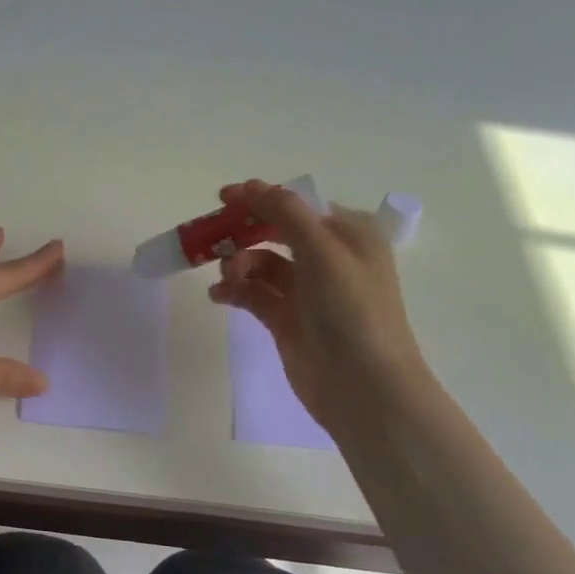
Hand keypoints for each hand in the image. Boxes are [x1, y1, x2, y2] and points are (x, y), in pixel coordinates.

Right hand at [207, 178, 430, 429]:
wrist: (364, 387)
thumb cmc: (351, 310)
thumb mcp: (322, 250)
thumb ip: (285, 212)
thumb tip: (251, 186)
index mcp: (347, 235)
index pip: (297, 205)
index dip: (261, 198)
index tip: (222, 198)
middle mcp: (328, 258)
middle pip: (275, 231)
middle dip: (243, 232)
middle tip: (211, 237)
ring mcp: (307, 291)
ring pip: (261, 263)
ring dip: (238, 264)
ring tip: (227, 279)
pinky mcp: (287, 320)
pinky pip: (253, 294)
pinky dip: (234, 291)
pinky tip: (218, 296)